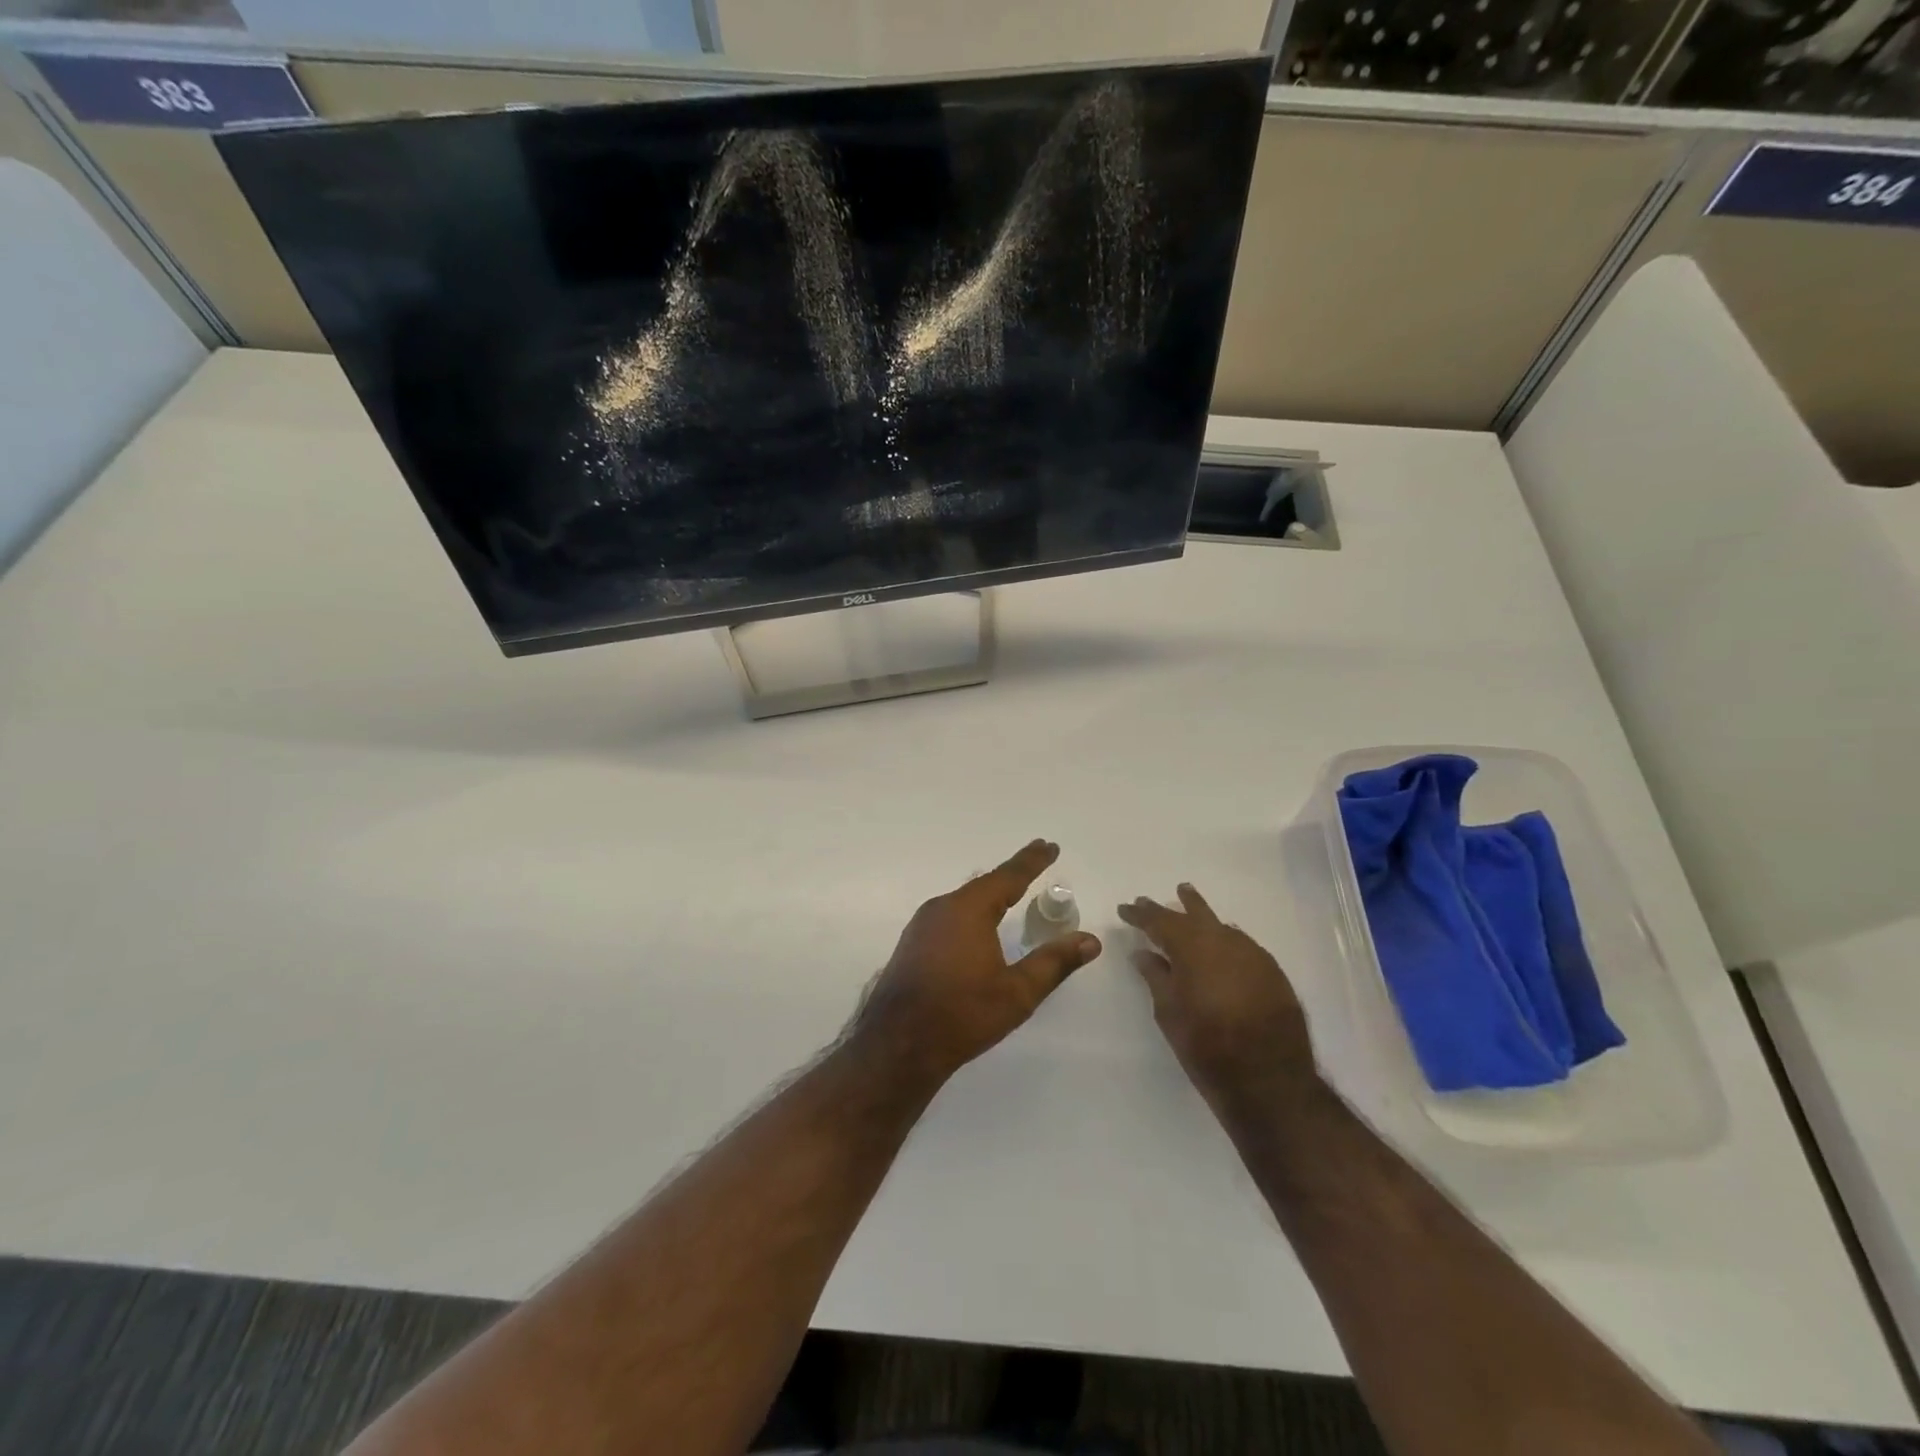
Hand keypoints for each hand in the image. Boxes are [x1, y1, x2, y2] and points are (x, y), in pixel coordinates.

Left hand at [852, 840, 1101, 1083]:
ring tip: (1010, 890)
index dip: (1032, 861)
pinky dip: (971, 911)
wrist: (897, 1044)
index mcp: (969, 910)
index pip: (1008, 876)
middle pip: (984, 884)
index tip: (1049, 845)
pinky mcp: (912, 943)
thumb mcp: (1018, 992)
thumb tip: (1090, 940)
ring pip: (963, 900)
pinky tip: (976, 924)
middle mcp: (943, 907)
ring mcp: (922, 925)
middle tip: (1035, 862)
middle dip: (1012, 874)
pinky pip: (949, 915)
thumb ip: (1054, 962)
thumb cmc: (963, 1014)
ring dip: (989, 893)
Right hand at [1118, 883, 1316, 1113]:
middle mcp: (1222, 941)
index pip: (1159, 921)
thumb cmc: (1207, 1047)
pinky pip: (1241, 943)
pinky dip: (1224, 937)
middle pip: (1193, 914)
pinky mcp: (1272, 970)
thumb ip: (1155, 977)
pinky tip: (1220, 941)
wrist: (1270, 1080)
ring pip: (1220, 925)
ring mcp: (1252, 954)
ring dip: (1200, 915)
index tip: (1125, 908)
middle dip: (1170, 907)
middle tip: (1151, 900)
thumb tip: (1143, 953)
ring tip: (1188, 901)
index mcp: (1192, 948)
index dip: (1140, 914)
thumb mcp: (1169, 1013)